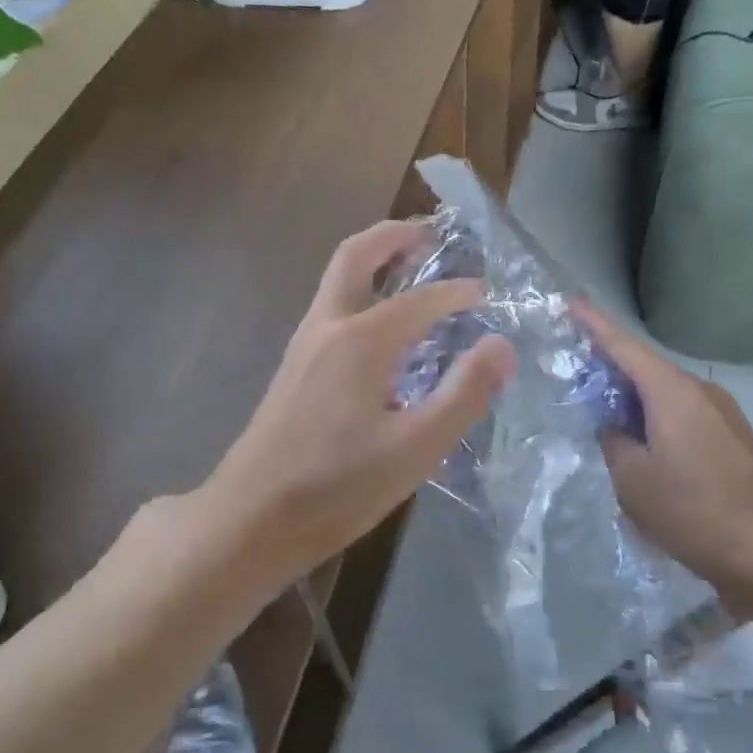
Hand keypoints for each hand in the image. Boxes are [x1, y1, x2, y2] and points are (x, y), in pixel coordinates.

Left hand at [190, 221, 514, 587]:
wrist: (251, 520)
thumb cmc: (338, 486)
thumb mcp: (416, 447)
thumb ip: (463, 394)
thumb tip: (502, 346)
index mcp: (361, 341)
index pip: (421, 300)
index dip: (458, 293)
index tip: (487, 294)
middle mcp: (327, 329)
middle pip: (355, 257)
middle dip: (392, 237)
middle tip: (429, 233)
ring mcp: (303, 349)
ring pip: (338, 285)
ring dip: (374, 265)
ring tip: (411, 272)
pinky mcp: (292, 372)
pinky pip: (332, 314)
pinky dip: (361, 299)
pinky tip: (382, 337)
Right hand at [574, 302, 752, 622]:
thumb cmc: (694, 511)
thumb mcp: (634, 480)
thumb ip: (614, 443)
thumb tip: (613, 427)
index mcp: (673, 393)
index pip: (625, 347)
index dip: (594, 325)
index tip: (570, 304)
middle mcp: (700, 392)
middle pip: (646, 368)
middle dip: (609, 368)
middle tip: (572, 375)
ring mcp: (722, 414)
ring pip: (665, 394)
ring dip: (633, 400)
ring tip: (601, 417)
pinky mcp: (732, 438)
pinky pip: (682, 414)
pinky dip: (654, 419)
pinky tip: (640, 446)